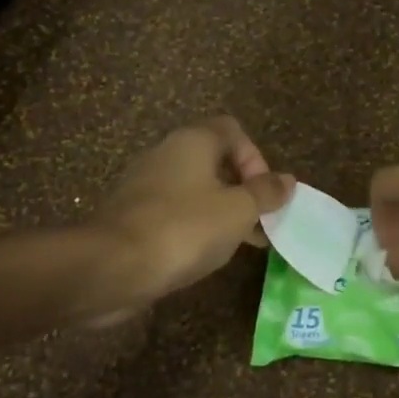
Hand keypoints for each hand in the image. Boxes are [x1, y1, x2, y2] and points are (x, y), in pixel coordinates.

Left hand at [84, 117, 293, 321]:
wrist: (111, 267)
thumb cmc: (184, 229)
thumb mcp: (238, 211)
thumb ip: (265, 193)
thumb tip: (287, 180)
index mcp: (193, 141)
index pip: (233, 130)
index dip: (256, 158)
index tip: (263, 193)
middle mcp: (166, 153)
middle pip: (214, 159)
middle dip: (242, 189)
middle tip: (258, 221)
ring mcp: (144, 183)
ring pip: (195, 188)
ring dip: (221, 210)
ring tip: (238, 243)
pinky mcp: (131, 214)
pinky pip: (174, 211)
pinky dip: (194, 226)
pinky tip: (203, 254)